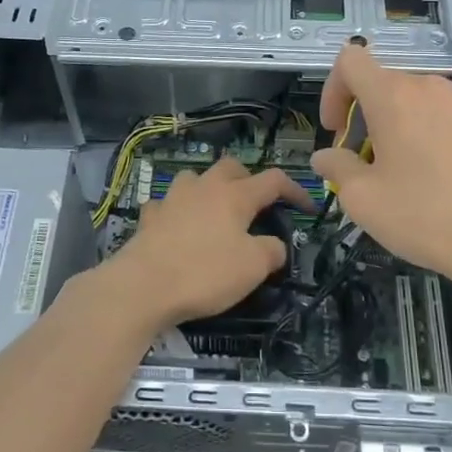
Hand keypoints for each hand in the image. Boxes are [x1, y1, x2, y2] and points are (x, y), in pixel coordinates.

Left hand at [101, 157, 312, 326]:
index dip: (294, 190)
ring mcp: (173, 198)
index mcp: (235, 195)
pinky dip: (177, 211)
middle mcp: (204, 186)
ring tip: (215, 210)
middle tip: (256, 203)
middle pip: (231, 167)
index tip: (307, 207)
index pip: (273, 180)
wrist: (143, 285)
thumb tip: (275, 244)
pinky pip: (167, 204)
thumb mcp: (253, 268)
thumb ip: (272, 251)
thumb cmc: (205, 273)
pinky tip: (177, 227)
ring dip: (209, 188)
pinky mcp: (150, 216)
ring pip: (196, 178)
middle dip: (248, 179)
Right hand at [310, 42, 451, 287]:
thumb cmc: (422, 215)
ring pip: (404, 99)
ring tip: (389, 171)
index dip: (332, 90)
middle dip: (358, 115)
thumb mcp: (361, 198)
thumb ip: (335, 167)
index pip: (350, 60)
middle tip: (358, 161)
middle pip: (377, 82)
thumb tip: (325, 157)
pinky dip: (414, 131)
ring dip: (386, 125)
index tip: (335, 131)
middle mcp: (425, 87)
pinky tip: (421, 174)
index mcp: (392, 96)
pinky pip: (430, 113)